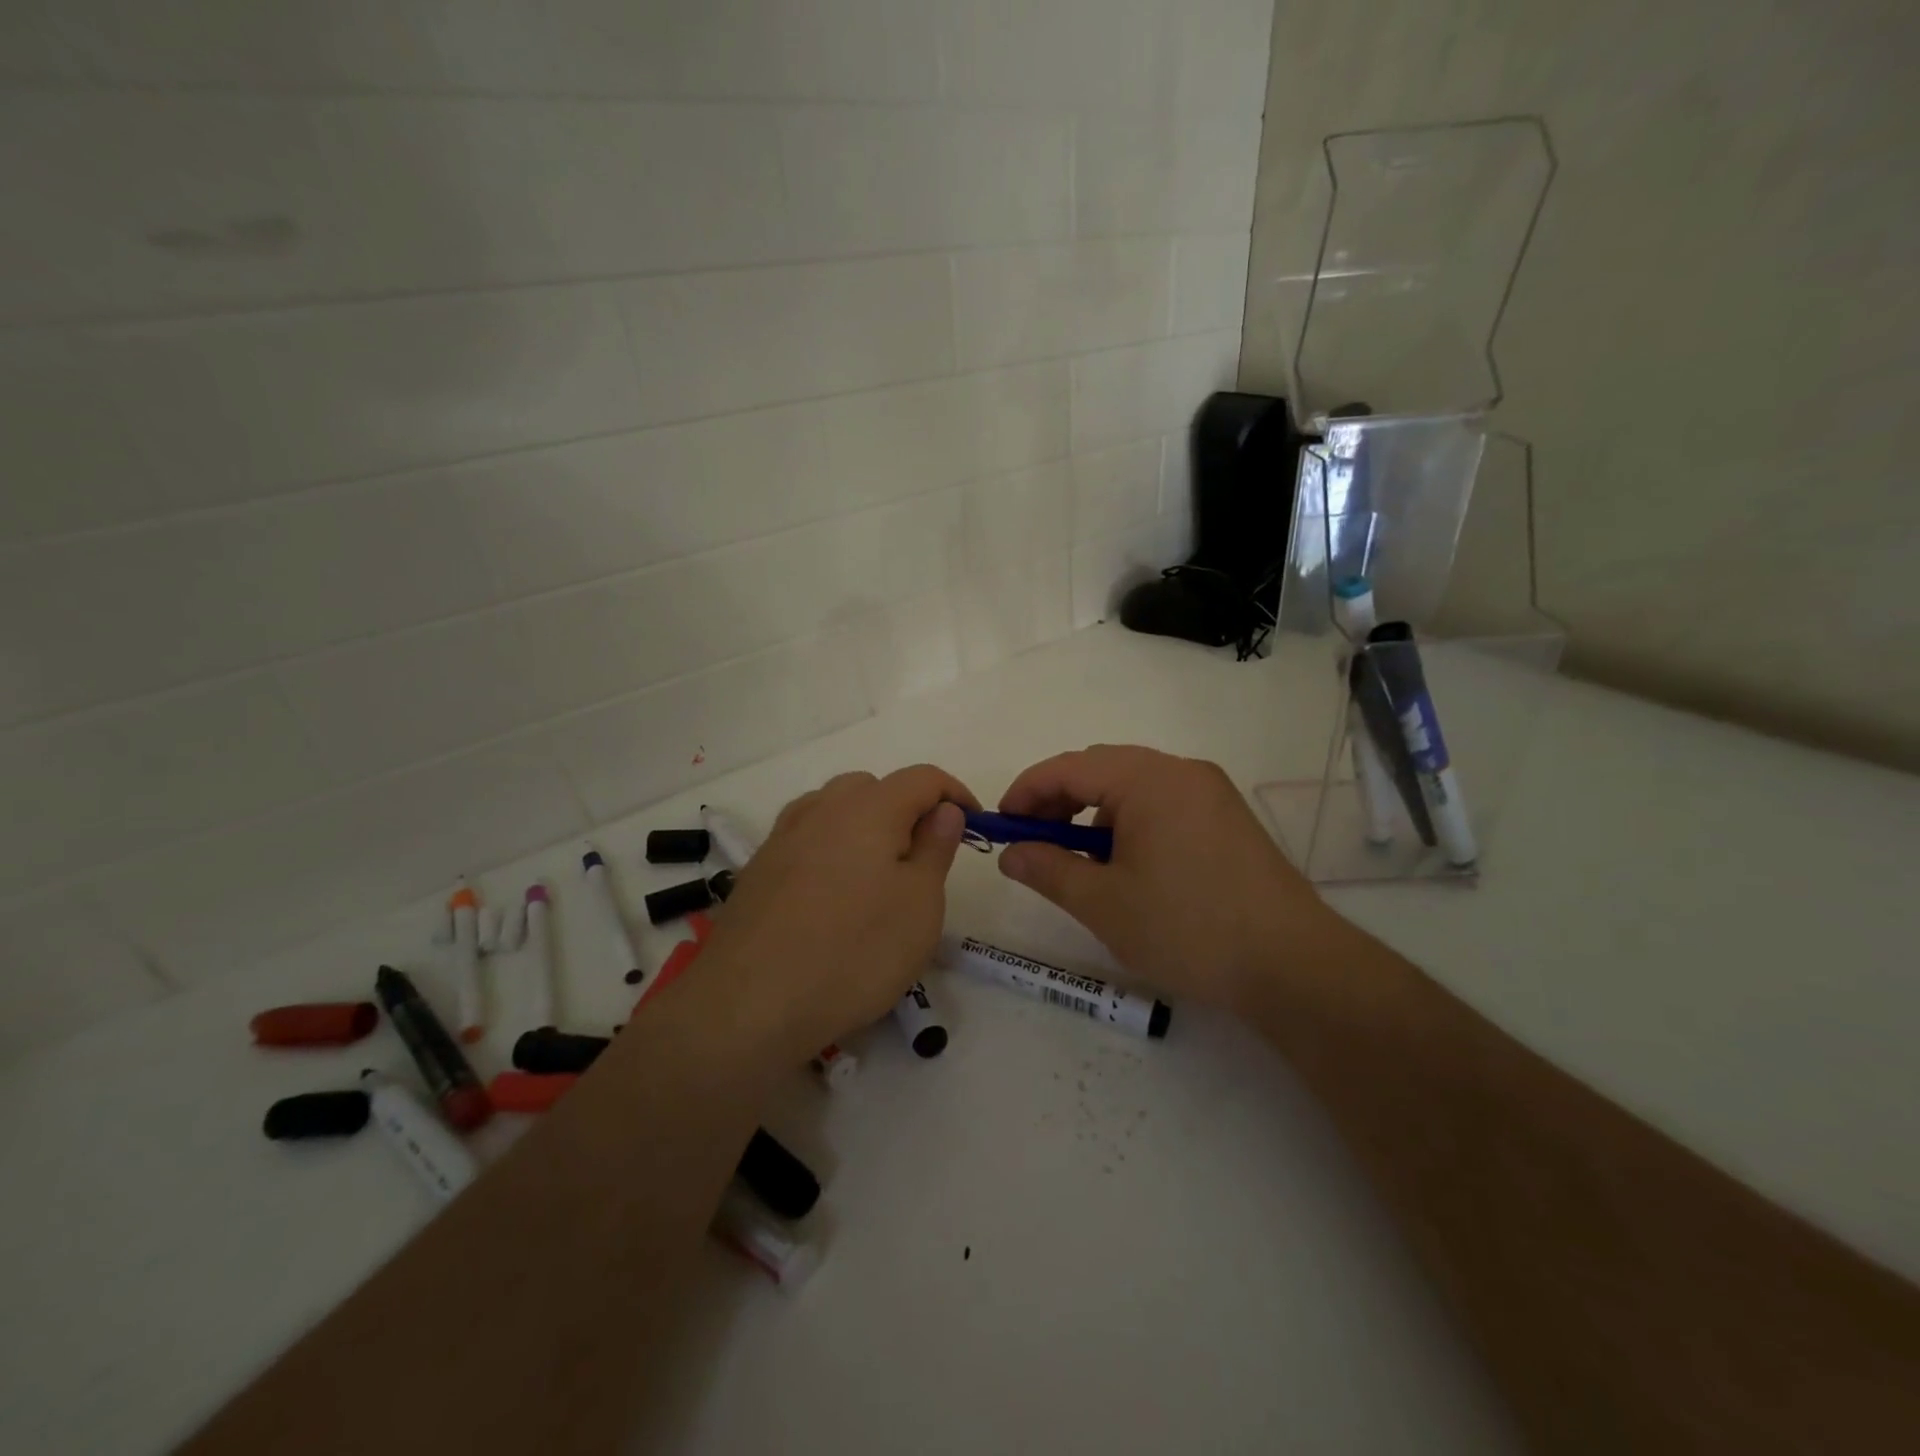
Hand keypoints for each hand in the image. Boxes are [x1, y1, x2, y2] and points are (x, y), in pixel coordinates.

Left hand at [702, 765, 977, 1058]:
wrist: (749, 1004)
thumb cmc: (854, 952)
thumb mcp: (919, 904)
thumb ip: (936, 847)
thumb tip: (944, 810)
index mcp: (869, 808)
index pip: (922, 778)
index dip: (955, 794)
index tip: (973, 826)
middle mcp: (822, 808)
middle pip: (875, 787)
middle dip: (908, 810)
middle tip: (924, 859)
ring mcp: (784, 836)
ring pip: (836, 808)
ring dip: (867, 826)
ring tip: (878, 876)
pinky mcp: (760, 867)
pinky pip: (807, 837)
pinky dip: (832, 848)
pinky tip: (833, 892)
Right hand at [997, 744, 1342, 1011]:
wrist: (1292, 965)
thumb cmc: (1187, 928)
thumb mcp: (1103, 903)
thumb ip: (1048, 869)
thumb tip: (1010, 853)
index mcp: (1148, 779)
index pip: (1068, 767)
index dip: (1026, 792)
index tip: (1000, 824)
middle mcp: (1181, 771)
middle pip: (1101, 768)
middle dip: (1058, 800)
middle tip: (1032, 842)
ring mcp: (1210, 792)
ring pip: (1133, 785)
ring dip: (1094, 812)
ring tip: (1080, 861)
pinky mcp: (1227, 818)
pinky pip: (1163, 802)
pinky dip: (1130, 822)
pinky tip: (1128, 865)